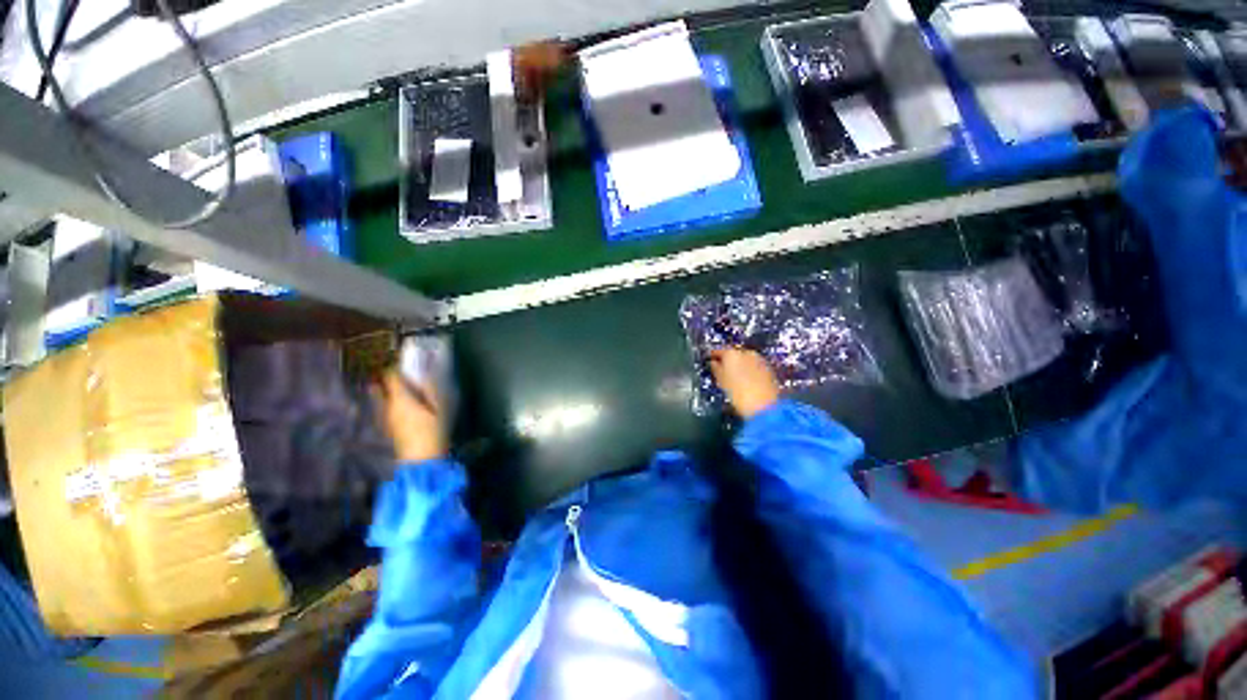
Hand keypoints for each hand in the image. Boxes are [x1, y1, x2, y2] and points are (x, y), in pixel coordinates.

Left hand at [372, 370, 447, 462]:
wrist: (422, 459)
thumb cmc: (433, 431)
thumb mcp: (440, 407)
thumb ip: (432, 390)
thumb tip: (426, 375)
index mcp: (401, 399)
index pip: (391, 376)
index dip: (396, 367)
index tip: (405, 363)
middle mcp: (388, 406)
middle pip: (383, 387)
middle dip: (390, 379)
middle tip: (402, 374)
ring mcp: (386, 418)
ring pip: (382, 398)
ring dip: (389, 391)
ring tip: (401, 387)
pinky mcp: (388, 427)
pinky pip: (385, 409)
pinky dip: (389, 402)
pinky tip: (399, 405)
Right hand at [709, 349, 780, 418]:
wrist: (765, 407)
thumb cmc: (738, 394)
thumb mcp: (721, 382)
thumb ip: (716, 369)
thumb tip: (714, 363)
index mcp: (731, 353)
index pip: (718, 350)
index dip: (713, 355)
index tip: (709, 360)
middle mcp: (746, 352)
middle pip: (734, 354)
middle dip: (728, 361)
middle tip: (722, 371)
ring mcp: (759, 360)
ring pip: (745, 359)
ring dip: (740, 366)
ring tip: (734, 378)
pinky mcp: (769, 369)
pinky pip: (754, 366)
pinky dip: (749, 371)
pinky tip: (746, 381)